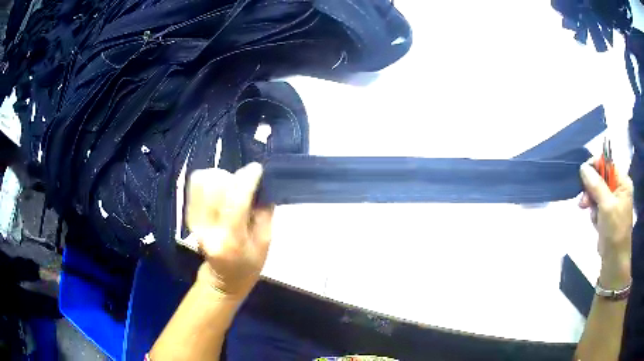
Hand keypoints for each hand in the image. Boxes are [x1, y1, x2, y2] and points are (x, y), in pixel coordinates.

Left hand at [187, 163, 272, 298]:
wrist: (222, 279)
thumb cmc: (248, 264)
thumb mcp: (265, 243)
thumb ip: (265, 212)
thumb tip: (262, 183)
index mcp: (230, 240)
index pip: (235, 201)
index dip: (246, 179)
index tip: (257, 169)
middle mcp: (207, 229)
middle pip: (215, 186)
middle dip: (234, 178)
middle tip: (245, 185)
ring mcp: (193, 222)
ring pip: (201, 181)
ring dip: (220, 177)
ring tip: (231, 188)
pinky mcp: (188, 216)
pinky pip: (195, 185)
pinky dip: (209, 180)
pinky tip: (220, 190)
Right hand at [579, 161, 632, 287]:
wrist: (614, 261)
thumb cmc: (614, 231)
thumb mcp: (606, 206)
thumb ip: (596, 185)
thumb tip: (583, 167)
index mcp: (623, 182)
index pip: (608, 163)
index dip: (595, 166)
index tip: (583, 176)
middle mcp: (619, 189)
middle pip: (601, 178)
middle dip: (591, 188)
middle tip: (583, 201)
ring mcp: (614, 202)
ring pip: (597, 192)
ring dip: (591, 201)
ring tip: (589, 213)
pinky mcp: (608, 214)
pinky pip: (597, 205)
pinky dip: (593, 211)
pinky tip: (595, 221)